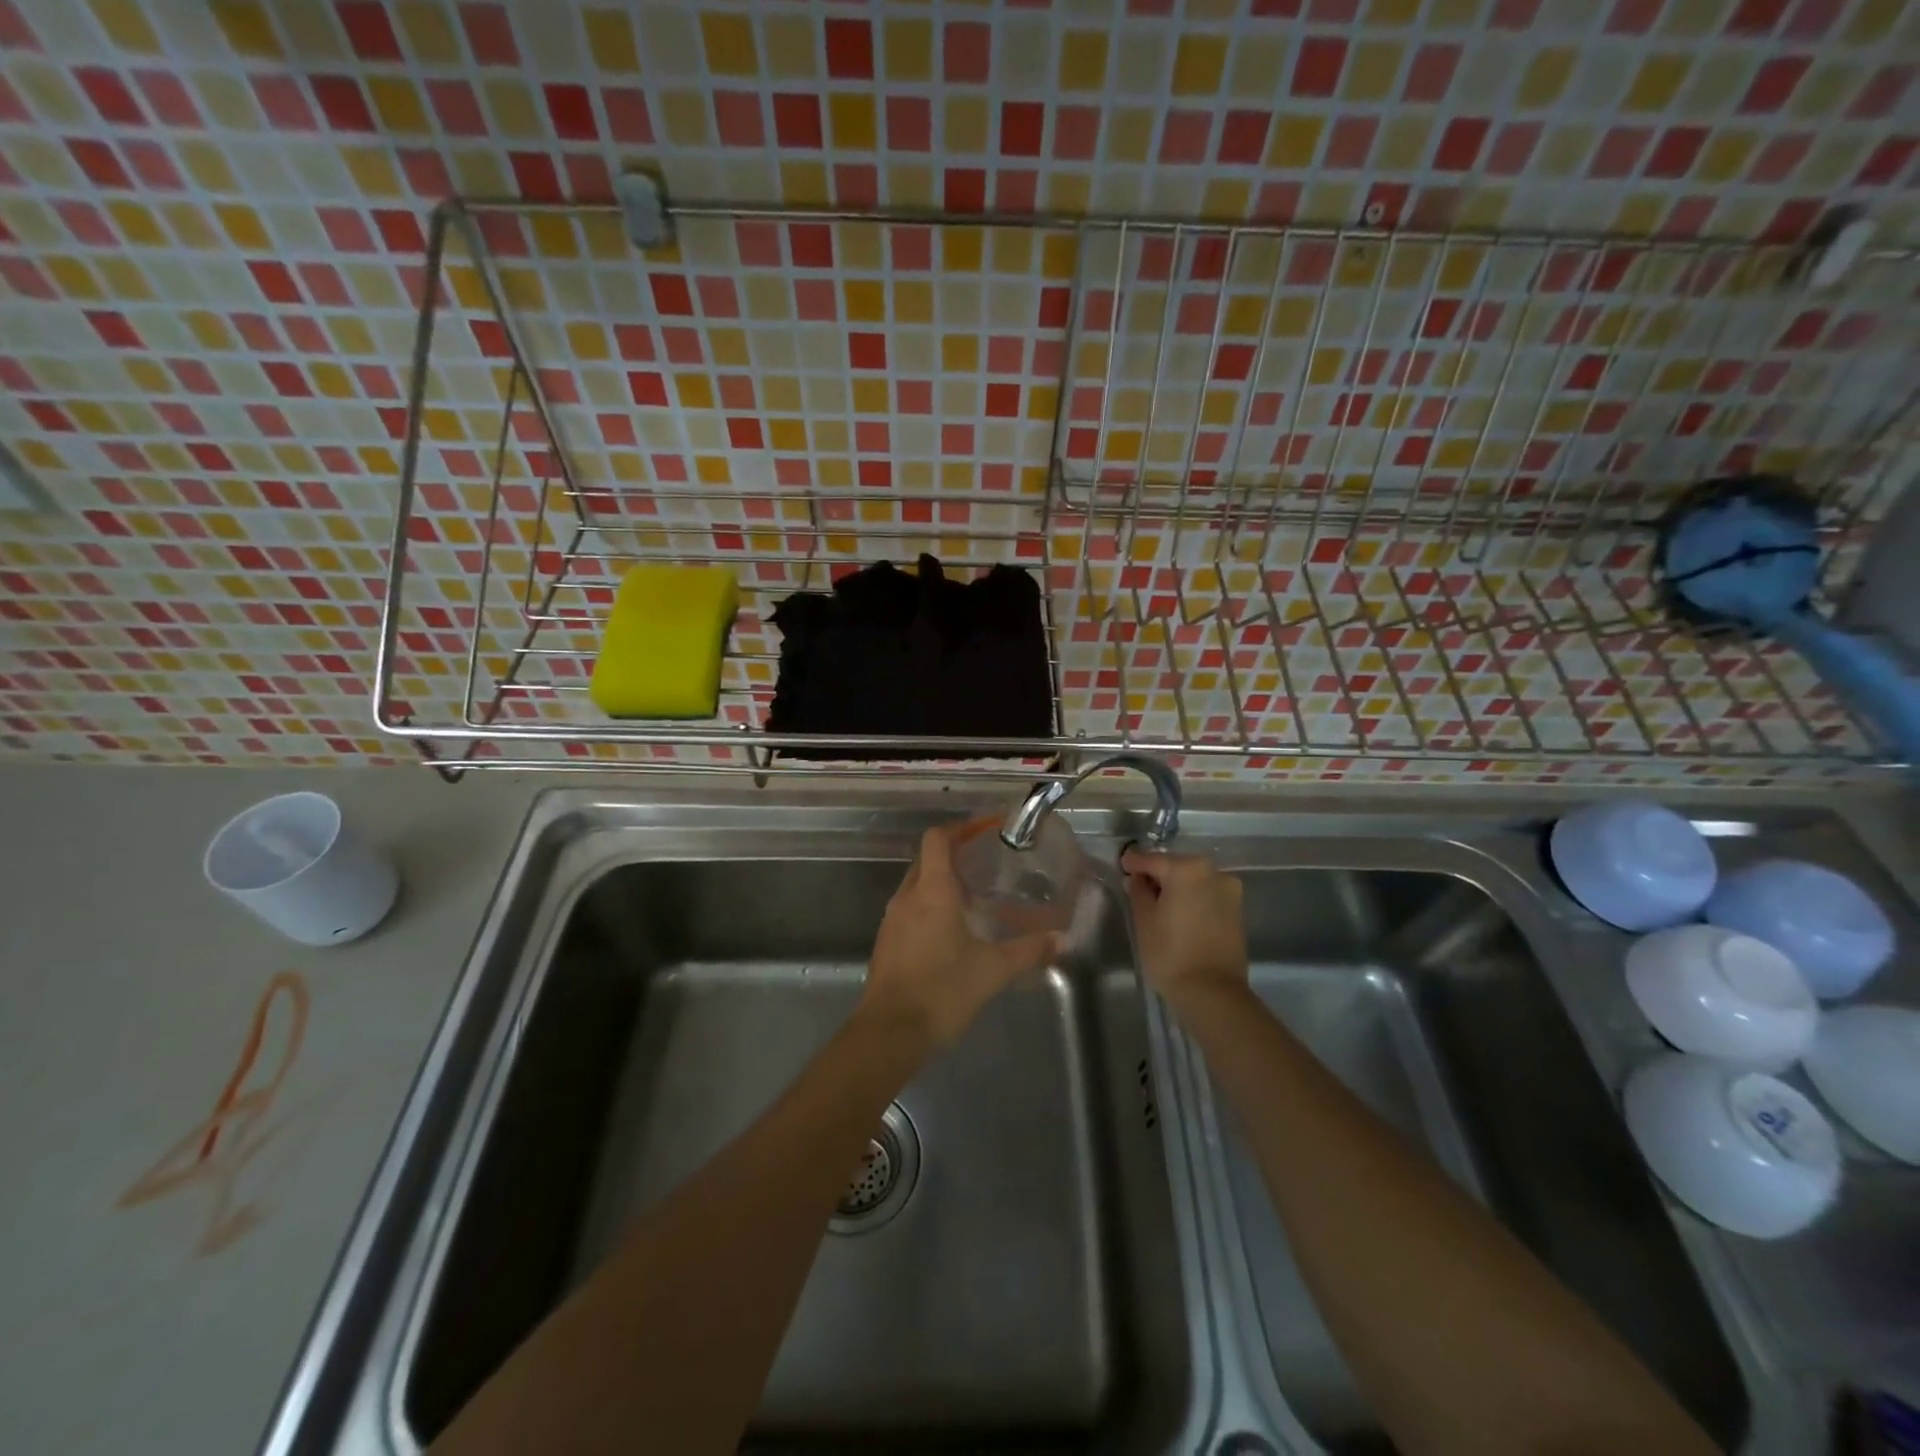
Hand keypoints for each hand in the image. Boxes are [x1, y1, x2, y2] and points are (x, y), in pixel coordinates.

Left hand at [863, 825, 1059, 1051]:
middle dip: (953, 854)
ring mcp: (892, 919)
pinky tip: (952, 928)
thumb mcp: (993, 970)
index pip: (937, 839)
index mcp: (932, 891)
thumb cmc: (942, 991)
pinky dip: (929, 905)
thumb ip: (1028, 951)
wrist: (890, 1033)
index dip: (960, 829)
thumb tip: (1061, 940)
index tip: (985, 831)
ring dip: (941, 881)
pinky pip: (909, 908)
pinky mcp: (886, 941)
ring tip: (973, 895)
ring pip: (916, 884)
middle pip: (926, 858)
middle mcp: (907, 896)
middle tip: (985, 862)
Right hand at [1121, 848, 1250, 1009]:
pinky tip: (1178, 914)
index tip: (1121, 865)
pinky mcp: (1237, 910)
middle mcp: (1213, 871)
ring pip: (1194, 881)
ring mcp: (1229, 891)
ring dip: (1176, 887)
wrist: (1212, 993)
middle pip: (1176, 867)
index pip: (1152, 859)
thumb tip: (1138, 879)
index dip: (1133, 863)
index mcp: (1187, 868)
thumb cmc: (1170, 953)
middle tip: (1137, 886)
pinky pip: (1207, 896)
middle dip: (1157, 874)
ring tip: (1158, 903)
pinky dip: (1192, 899)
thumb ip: (1138, 891)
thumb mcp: (1143, 920)